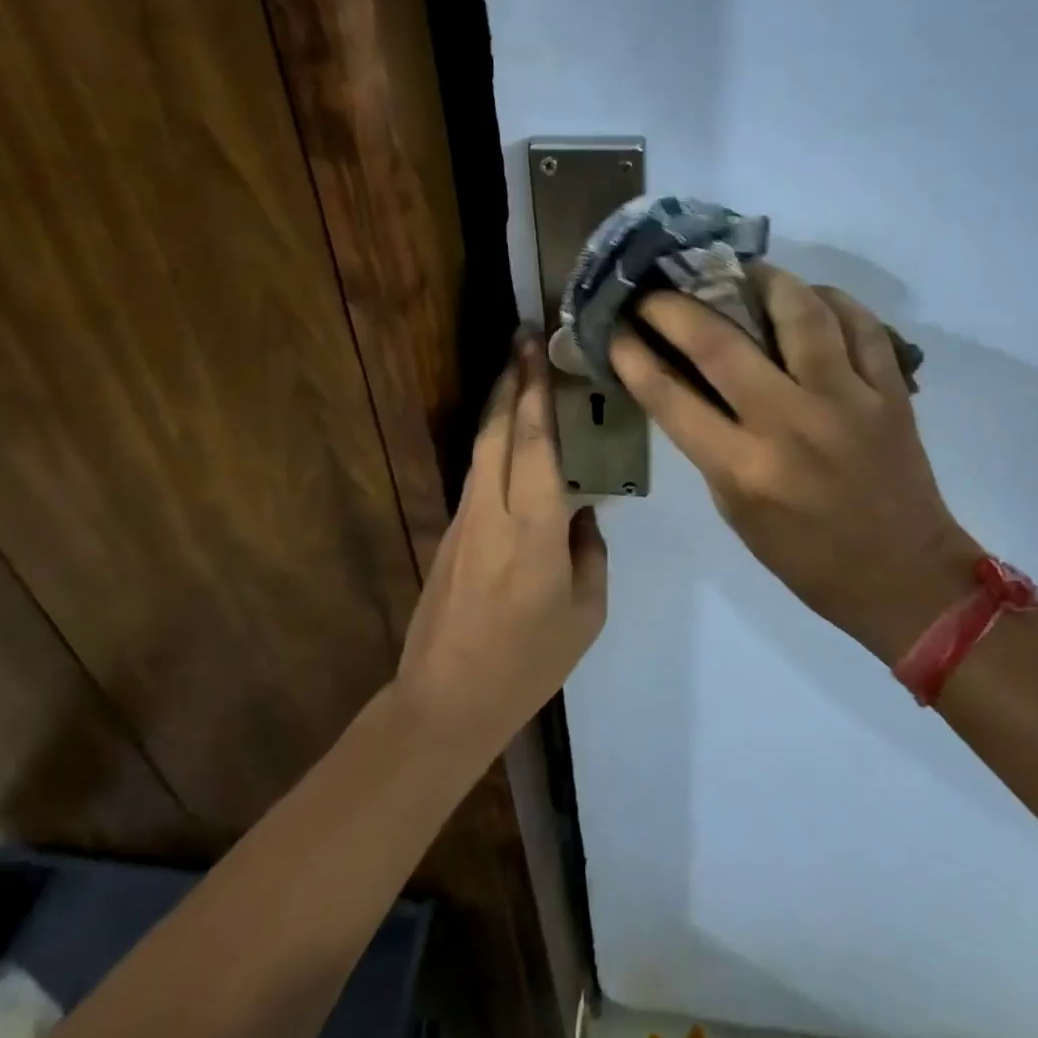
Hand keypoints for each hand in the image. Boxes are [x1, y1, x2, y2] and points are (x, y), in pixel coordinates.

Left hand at [396, 334, 608, 752]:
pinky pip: (478, 472)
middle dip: (512, 379)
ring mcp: (464, 518)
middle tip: (524, 339)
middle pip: (499, 429)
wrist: (447, 698)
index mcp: (533, 527)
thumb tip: (583, 512)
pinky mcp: (451, 531)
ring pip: (482, 446)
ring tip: (518, 372)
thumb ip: (590, 551)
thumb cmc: (529, 661)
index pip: (536, 442)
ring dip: (500, 404)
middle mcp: (492, 508)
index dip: (537, 390)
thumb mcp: (586, 611)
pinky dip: (494, 440)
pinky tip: (511, 435)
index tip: (538, 349)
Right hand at [610, 264, 981, 663]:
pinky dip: (831, 300)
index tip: (615, 326)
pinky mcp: (890, 391)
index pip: (670, 397)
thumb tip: (682, 380)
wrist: (904, 578)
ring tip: (741, 272)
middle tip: (658, 287)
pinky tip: (810, 298)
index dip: (633, 354)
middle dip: (675, 306)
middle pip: (720, 343)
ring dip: (762, 280)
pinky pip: (861, 324)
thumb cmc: (806, 557)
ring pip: (800, 312)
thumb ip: (708, 444)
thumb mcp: (736, 512)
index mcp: (744, 469)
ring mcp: (847, 401)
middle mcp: (791, 424)